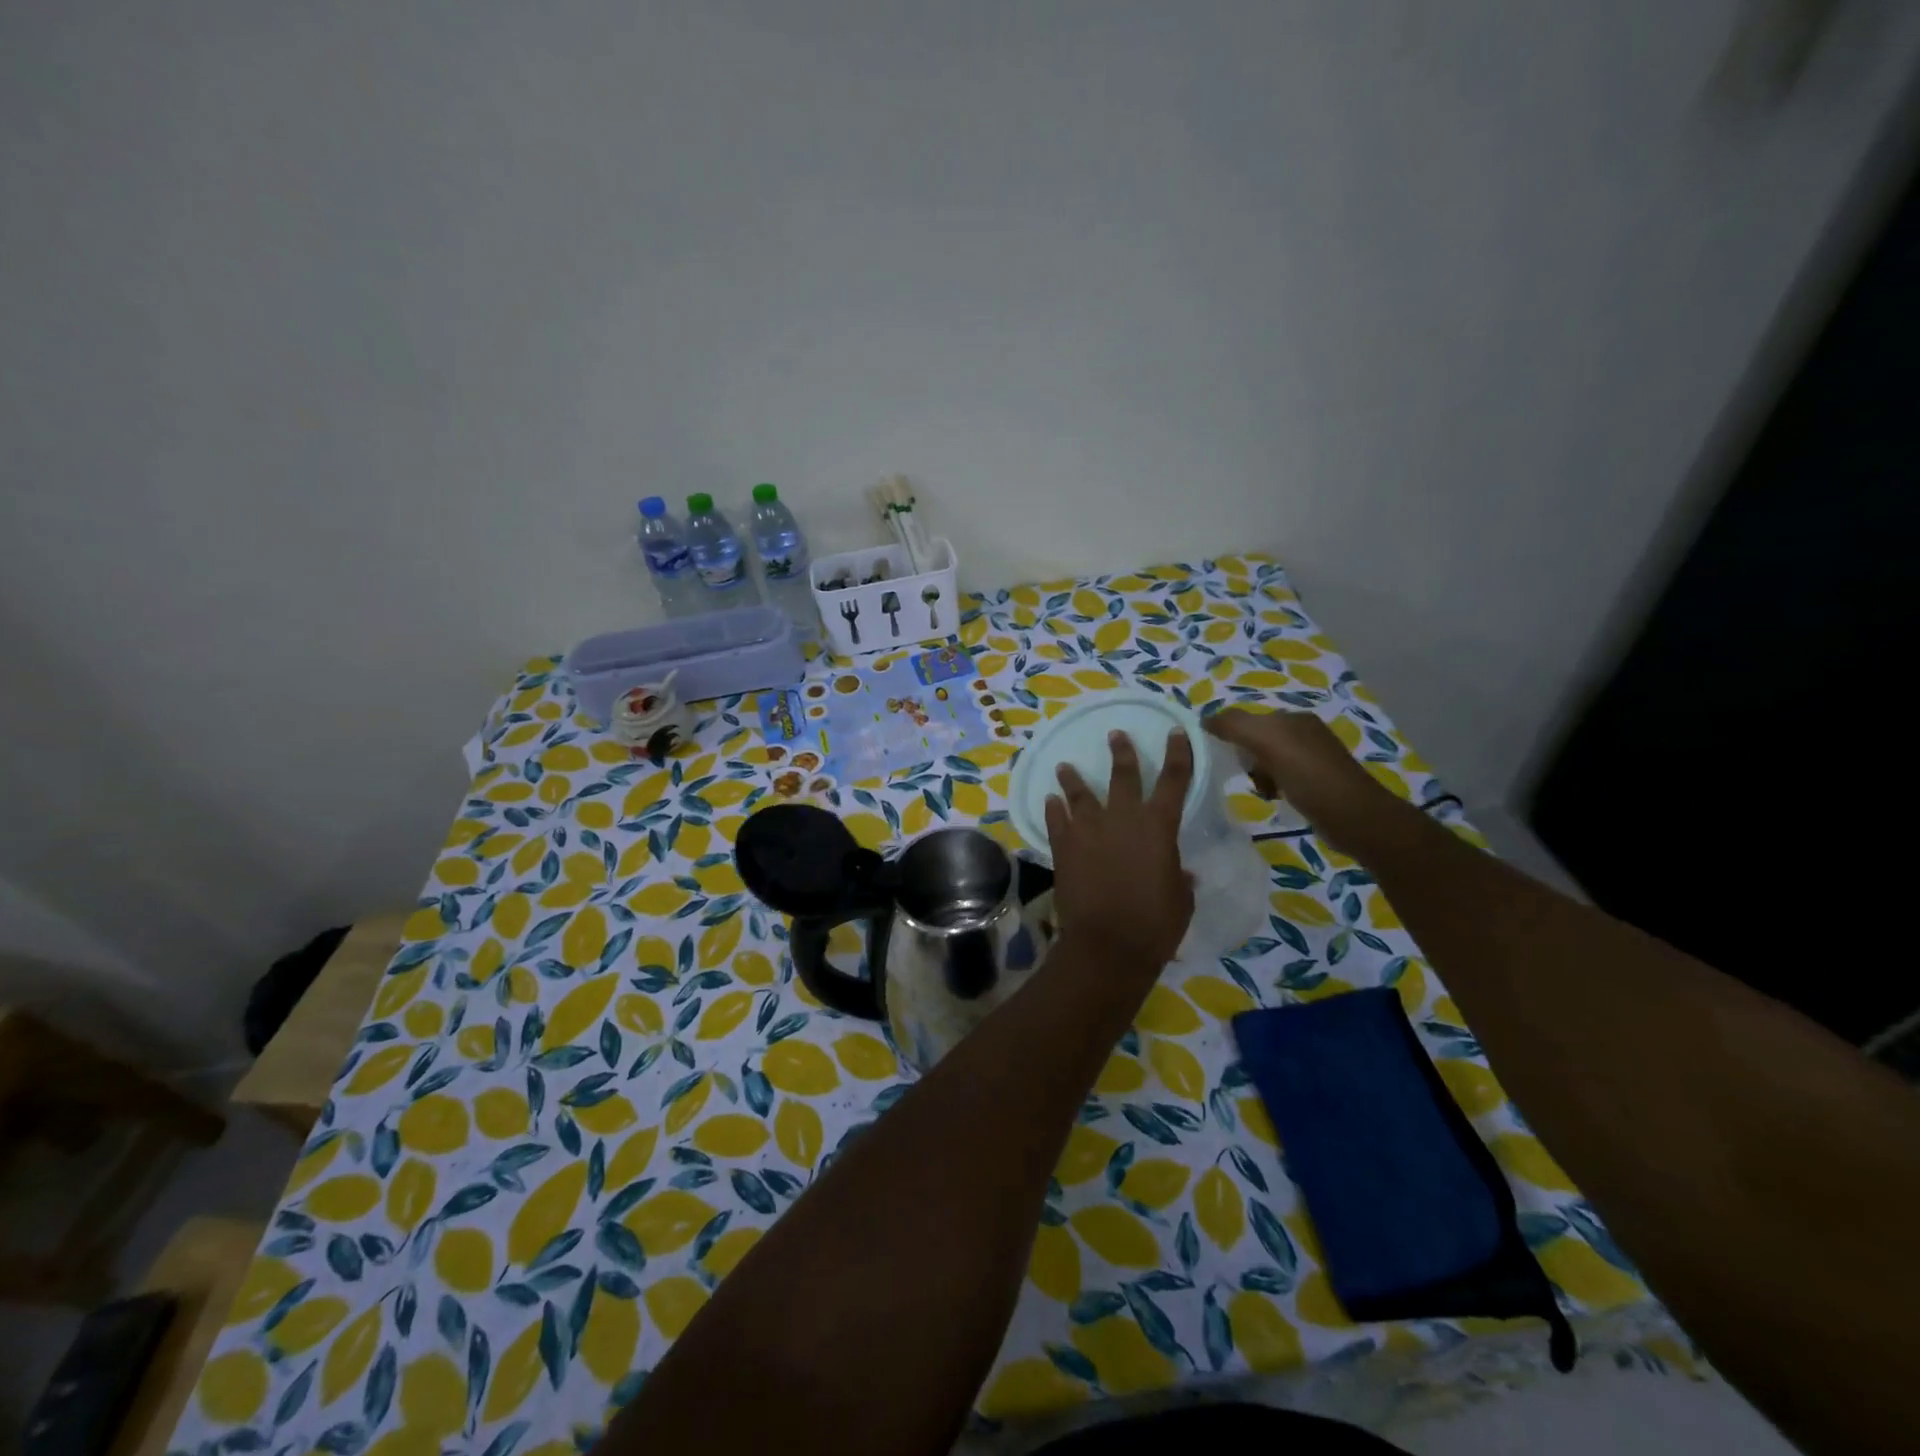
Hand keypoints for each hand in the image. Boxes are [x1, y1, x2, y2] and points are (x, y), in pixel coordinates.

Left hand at [1045, 730, 1194, 970]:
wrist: (1107, 945)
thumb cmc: (1155, 925)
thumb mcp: (1180, 900)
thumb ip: (1179, 879)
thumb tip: (1179, 872)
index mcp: (1159, 827)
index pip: (1174, 780)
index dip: (1178, 753)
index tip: (1174, 731)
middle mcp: (1123, 819)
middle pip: (1123, 775)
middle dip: (1121, 752)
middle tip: (1115, 735)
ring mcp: (1089, 830)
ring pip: (1080, 793)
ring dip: (1073, 778)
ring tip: (1065, 766)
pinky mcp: (1063, 847)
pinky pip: (1056, 820)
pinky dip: (1053, 808)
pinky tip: (1050, 800)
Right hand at [1204, 709, 1412, 852]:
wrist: (1355, 817)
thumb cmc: (1309, 776)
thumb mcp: (1268, 742)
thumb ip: (1234, 725)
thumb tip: (1204, 719)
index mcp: (1293, 718)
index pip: (1248, 718)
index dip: (1229, 734)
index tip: (1217, 756)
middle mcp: (1304, 732)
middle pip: (1256, 739)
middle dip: (1244, 757)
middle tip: (1242, 775)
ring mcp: (1313, 758)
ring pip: (1266, 760)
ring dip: (1257, 774)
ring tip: (1260, 790)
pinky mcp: (1317, 782)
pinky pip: (1280, 777)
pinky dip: (1272, 786)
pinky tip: (1274, 798)